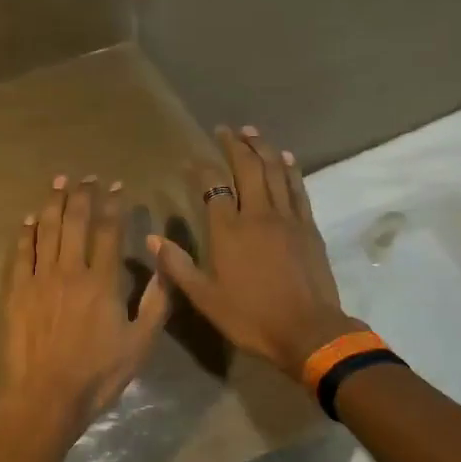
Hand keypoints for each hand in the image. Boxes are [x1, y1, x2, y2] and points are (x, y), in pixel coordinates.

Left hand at [0, 174, 171, 446]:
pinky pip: (21, 253)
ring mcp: (40, 279)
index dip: (113, 205)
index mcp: (102, 281)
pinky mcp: (17, 292)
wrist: (45, 398)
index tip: (116, 186)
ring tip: (58, 182)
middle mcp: (70, 270)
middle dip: (82, 195)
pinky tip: (28, 220)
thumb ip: (156, 300)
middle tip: (86, 177)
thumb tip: (166, 262)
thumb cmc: (98, 374)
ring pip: (46, 230)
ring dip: (53, 203)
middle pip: (75, 222)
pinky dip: (25, 233)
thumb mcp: (141, 343)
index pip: (109, 231)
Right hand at [148, 126, 355, 376]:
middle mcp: (257, 214)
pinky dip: (290, 169)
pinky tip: (286, 158)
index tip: (192, 157)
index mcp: (228, 231)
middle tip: (225, 130)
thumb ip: (178, 266)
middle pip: (247, 169)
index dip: (201, 169)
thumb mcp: (205, 298)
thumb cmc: (251, 317)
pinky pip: (298, 189)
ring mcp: (287, 218)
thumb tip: (151, 238)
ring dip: (262, 148)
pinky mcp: (309, 227)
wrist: (309, 331)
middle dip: (235, 145)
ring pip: (274, 172)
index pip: (212, 187)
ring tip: (252, 132)